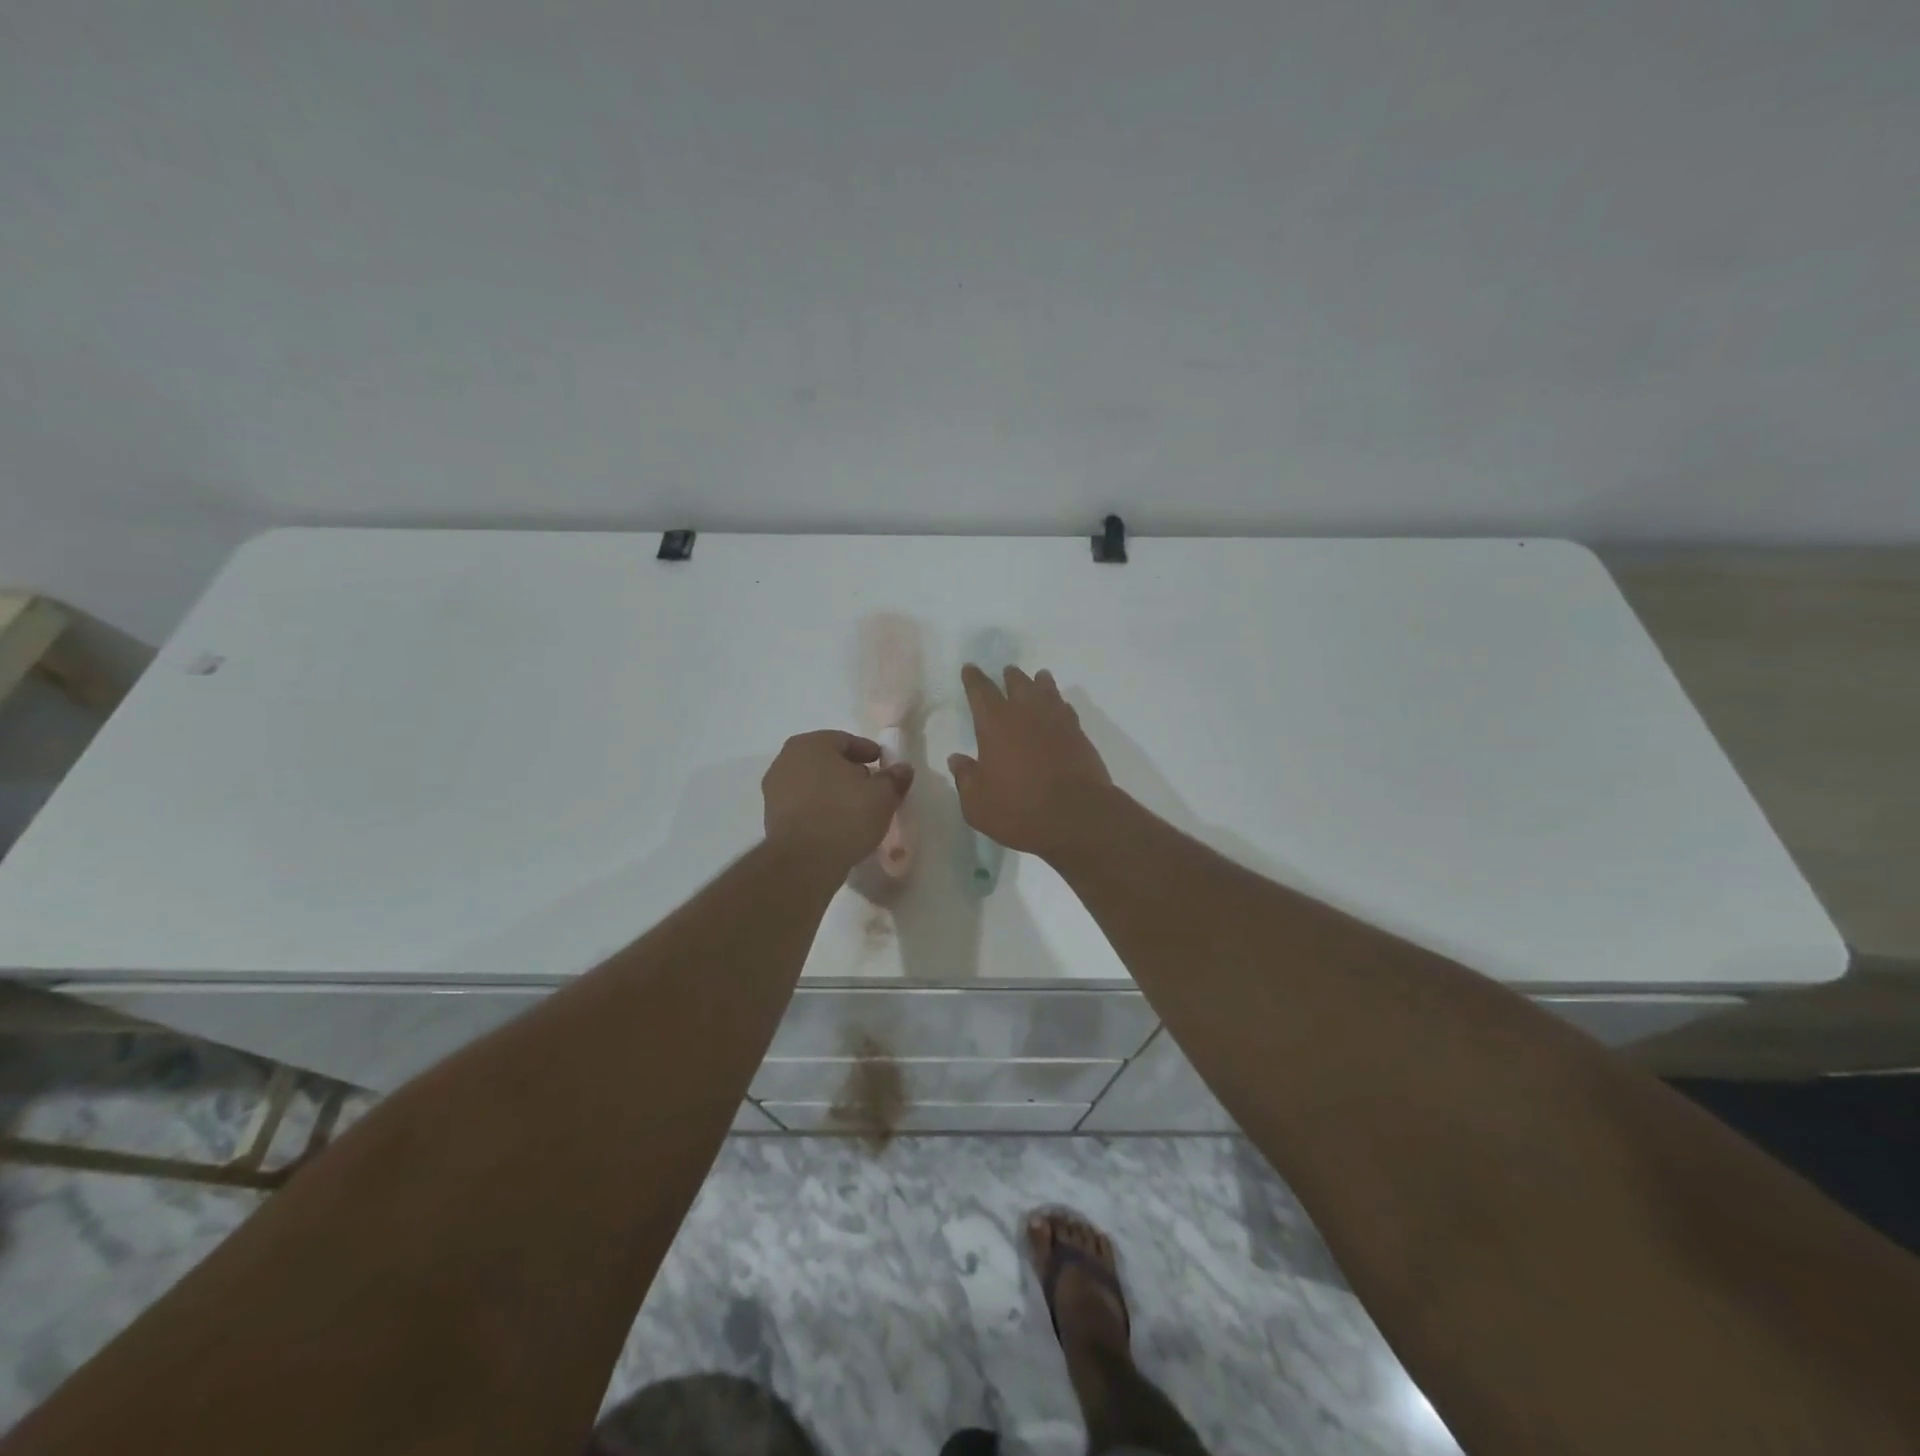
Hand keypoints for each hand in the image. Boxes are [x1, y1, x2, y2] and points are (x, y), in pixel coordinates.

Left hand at [762, 731, 913, 875]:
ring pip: (813, 783)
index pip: (845, 741)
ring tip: (856, 808)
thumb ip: (894, 778)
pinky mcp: (771, 818)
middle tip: (872, 786)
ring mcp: (774, 790)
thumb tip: (903, 769)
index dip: (868, 752)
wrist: (804, 862)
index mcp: (811, 744)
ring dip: (834, 791)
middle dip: (849, 771)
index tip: (883, 765)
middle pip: (826, 760)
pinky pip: (803, 805)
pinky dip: (820, 808)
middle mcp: (786, 760)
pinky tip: (837, 823)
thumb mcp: (882, 796)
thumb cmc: (845, 816)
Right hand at [948, 665, 1113, 859]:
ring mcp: (1056, 721)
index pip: (980, 691)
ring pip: (1046, 691)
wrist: (1077, 815)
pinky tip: (1059, 708)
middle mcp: (1026, 713)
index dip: (973, 679)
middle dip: (1009, 677)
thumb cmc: (1019, 809)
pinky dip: (1059, 704)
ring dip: (1039, 682)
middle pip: (1017, 684)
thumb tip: (957, 759)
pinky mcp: (1079, 734)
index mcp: (995, 723)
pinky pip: (1066, 709)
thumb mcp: (977, 803)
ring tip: (1039, 677)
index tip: (970, 668)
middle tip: (1007, 671)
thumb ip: (965, 778)